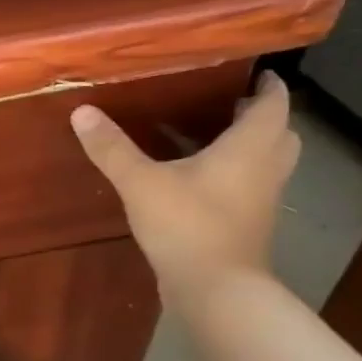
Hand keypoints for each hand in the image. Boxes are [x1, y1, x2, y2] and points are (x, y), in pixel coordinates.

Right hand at [70, 72, 298, 304]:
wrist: (215, 289)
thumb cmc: (187, 225)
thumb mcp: (141, 183)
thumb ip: (112, 148)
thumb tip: (82, 111)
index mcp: (250, 146)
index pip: (273, 102)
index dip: (266, 84)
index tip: (248, 71)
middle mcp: (267, 167)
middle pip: (278, 131)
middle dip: (259, 116)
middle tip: (227, 104)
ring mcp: (262, 199)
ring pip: (267, 161)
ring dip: (250, 146)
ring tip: (212, 138)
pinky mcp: (249, 224)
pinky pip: (251, 186)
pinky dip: (236, 175)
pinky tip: (199, 181)